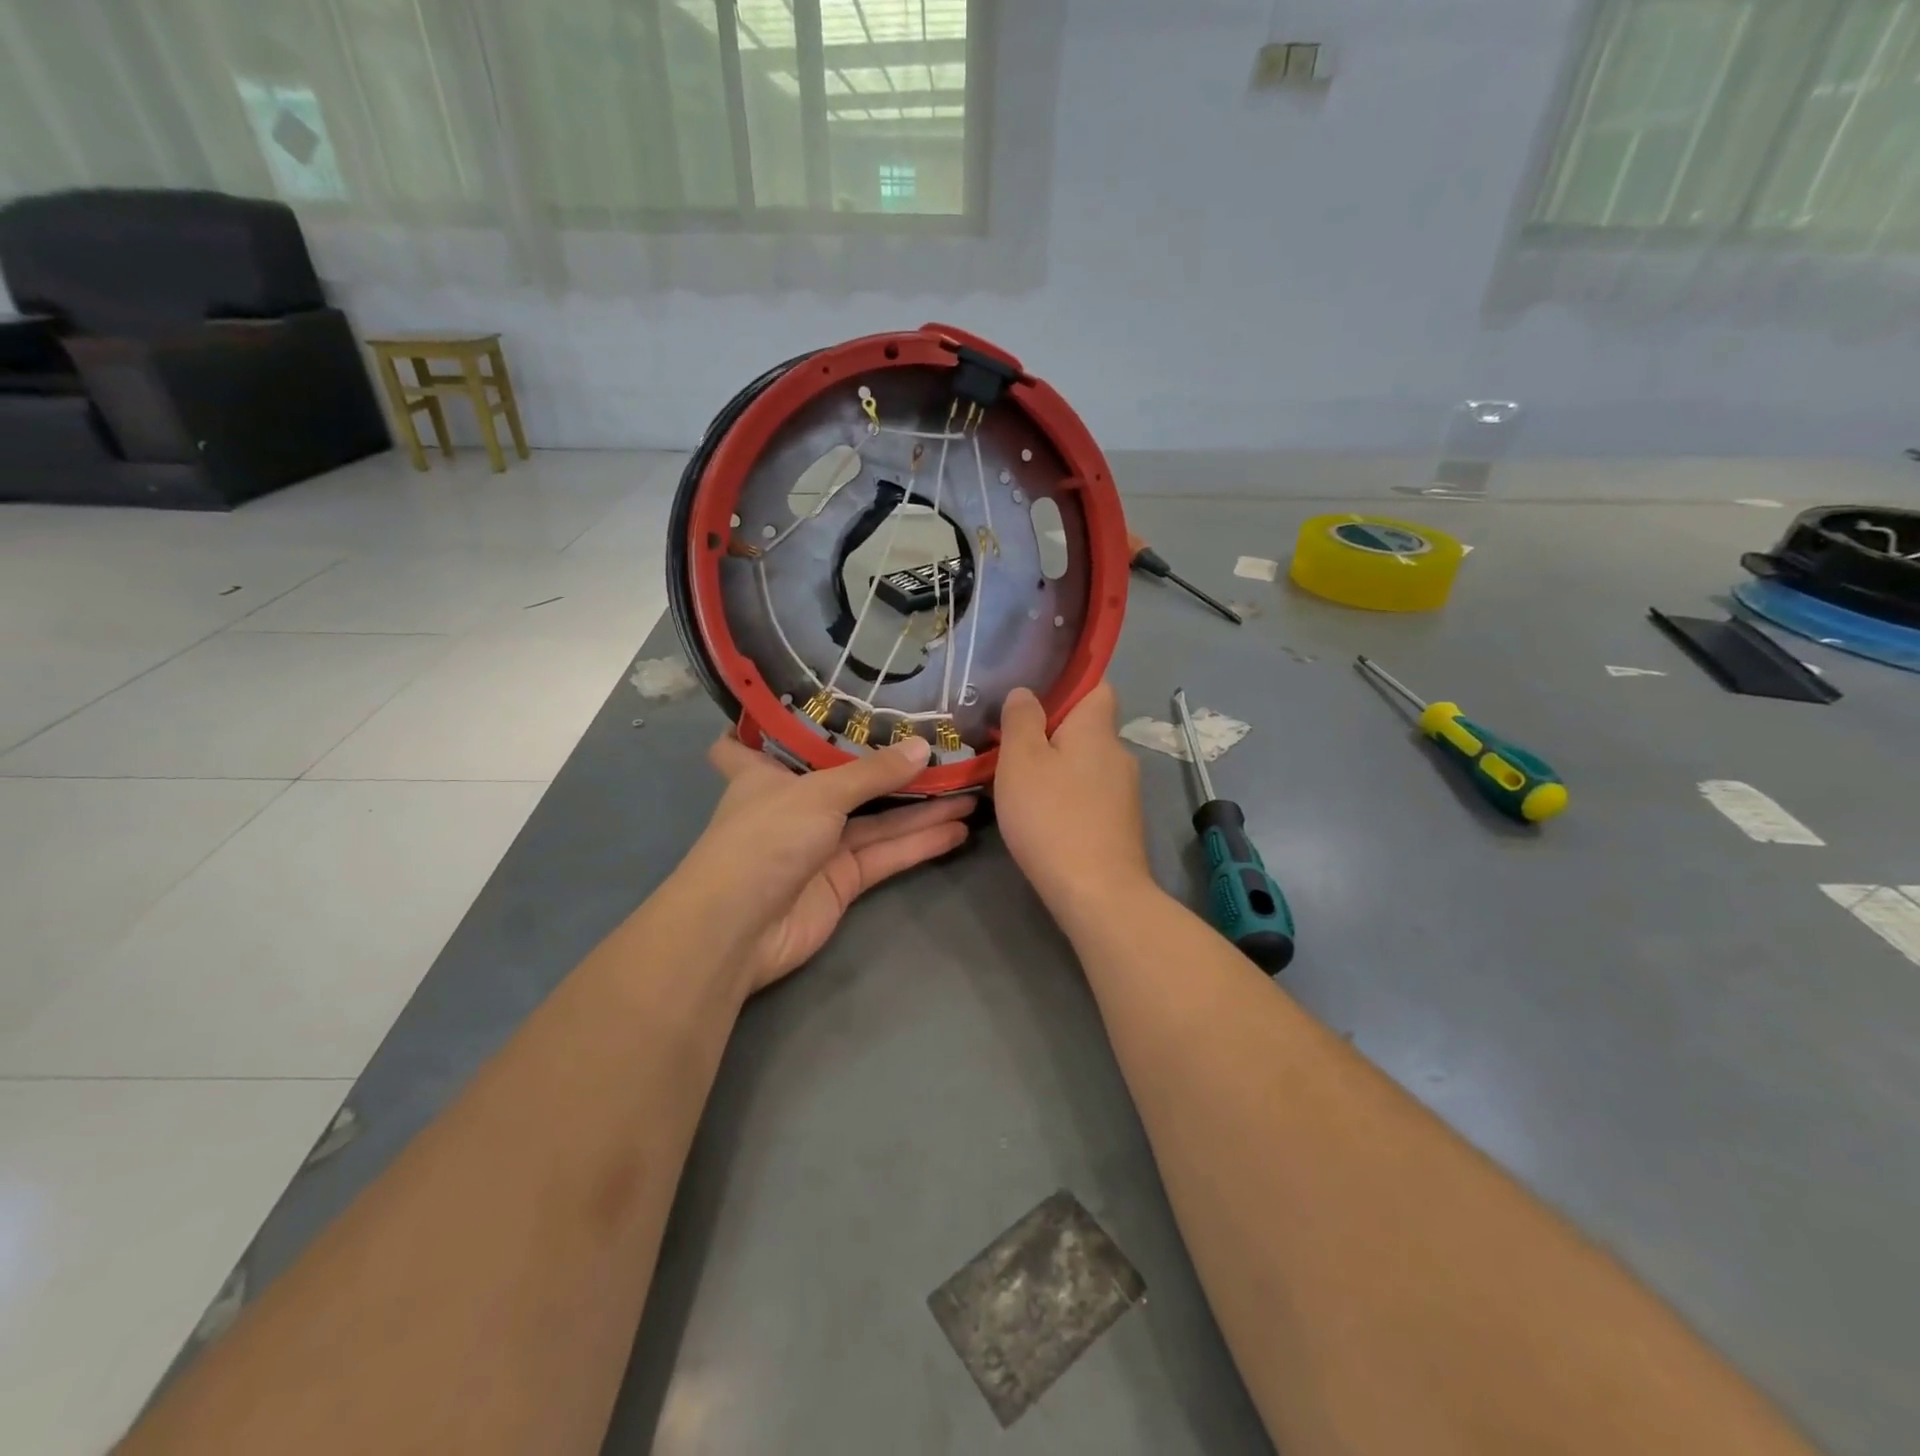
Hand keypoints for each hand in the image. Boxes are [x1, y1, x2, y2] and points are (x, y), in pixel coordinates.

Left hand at [678, 733, 973, 994]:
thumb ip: (874, 773)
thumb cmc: (766, 838)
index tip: (816, 699)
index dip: (781, 722)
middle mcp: (795, 804)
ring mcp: (821, 844)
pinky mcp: (843, 880)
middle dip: (888, 765)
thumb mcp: (820, 793)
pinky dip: (919, 842)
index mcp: (767, 773)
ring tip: (969, 788)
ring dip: (920, 807)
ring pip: (877, 818)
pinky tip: (958, 828)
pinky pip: (886, 853)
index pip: (762, 738)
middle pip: (846, 778)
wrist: (742, 929)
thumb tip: (924, 747)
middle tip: (940, 744)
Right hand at [994, 683, 1152, 923]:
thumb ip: (1021, 719)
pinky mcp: (1121, 824)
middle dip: (1054, 734)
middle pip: (1087, 729)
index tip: (1034, 703)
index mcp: (1098, 728)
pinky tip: (1044, 818)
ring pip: (1086, 765)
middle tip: (1012, 749)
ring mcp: (1125, 792)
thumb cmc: (1052, 816)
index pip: (1098, 686)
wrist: (1097, 892)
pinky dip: (1068, 798)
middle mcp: (1119, 753)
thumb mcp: (1021, 760)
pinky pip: (1090, 795)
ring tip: (1021, 787)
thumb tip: (1026, 692)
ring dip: (1059, 769)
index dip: (1069, 686)